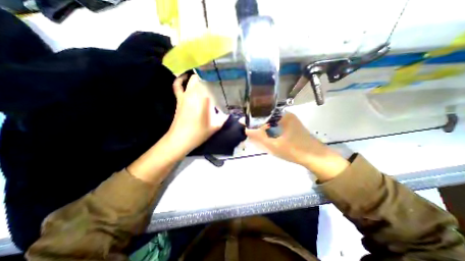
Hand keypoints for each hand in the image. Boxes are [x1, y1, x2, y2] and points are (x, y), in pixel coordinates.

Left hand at [167, 74, 226, 156]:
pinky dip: (181, 79)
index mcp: (205, 98)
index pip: (213, 82)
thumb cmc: (199, 133)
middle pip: (203, 77)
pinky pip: (177, 85)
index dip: (219, 78)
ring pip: (192, 79)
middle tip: (219, 78)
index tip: (226, 78)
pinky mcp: (179, 98)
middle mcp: (195, 92)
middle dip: (211, 76)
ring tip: (208, 76)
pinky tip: (185, 77)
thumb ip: (225, 115)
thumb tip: (231, 109)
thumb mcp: (217, 125)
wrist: (181, 139)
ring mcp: (185, 94)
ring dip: (200, 76)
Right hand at [245, 112, 345, 181]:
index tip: (244, 124)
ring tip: (255, 134)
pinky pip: (276, 126)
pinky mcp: (291, 127)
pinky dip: (270, 130)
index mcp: (283, 116)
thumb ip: (259, 137)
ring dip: (263, 128)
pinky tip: (266, 136)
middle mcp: (286, 115)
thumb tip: (246, 129)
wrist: (316, 158)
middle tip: (249, 131)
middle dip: (257, 124)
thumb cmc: (295, 151)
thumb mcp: (274, 145)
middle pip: (267, 117)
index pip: (263, 113)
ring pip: (271, 122)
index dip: (253, 119)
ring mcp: (289, 121)